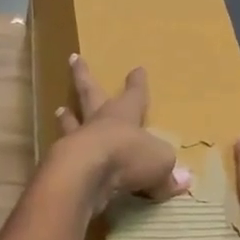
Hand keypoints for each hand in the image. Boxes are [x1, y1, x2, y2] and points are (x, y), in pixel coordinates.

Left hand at [51, 55, 189, 207]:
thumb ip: (168, 173)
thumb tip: (182, 181)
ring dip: (66, 117)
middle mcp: (99, 121)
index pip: (135, 95)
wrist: (86, 172)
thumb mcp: (160, 163)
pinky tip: (56, 155)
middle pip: (90, 93)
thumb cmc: (128, 157)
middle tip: (74, 58)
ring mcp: (77, 139)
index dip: (137, 84)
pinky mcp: (61, 162)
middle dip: (84, 75)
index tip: (137, 68)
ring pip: (71, 123)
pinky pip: (63, 154)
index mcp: (125, 115)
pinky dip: (61, 153)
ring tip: (59, 110)